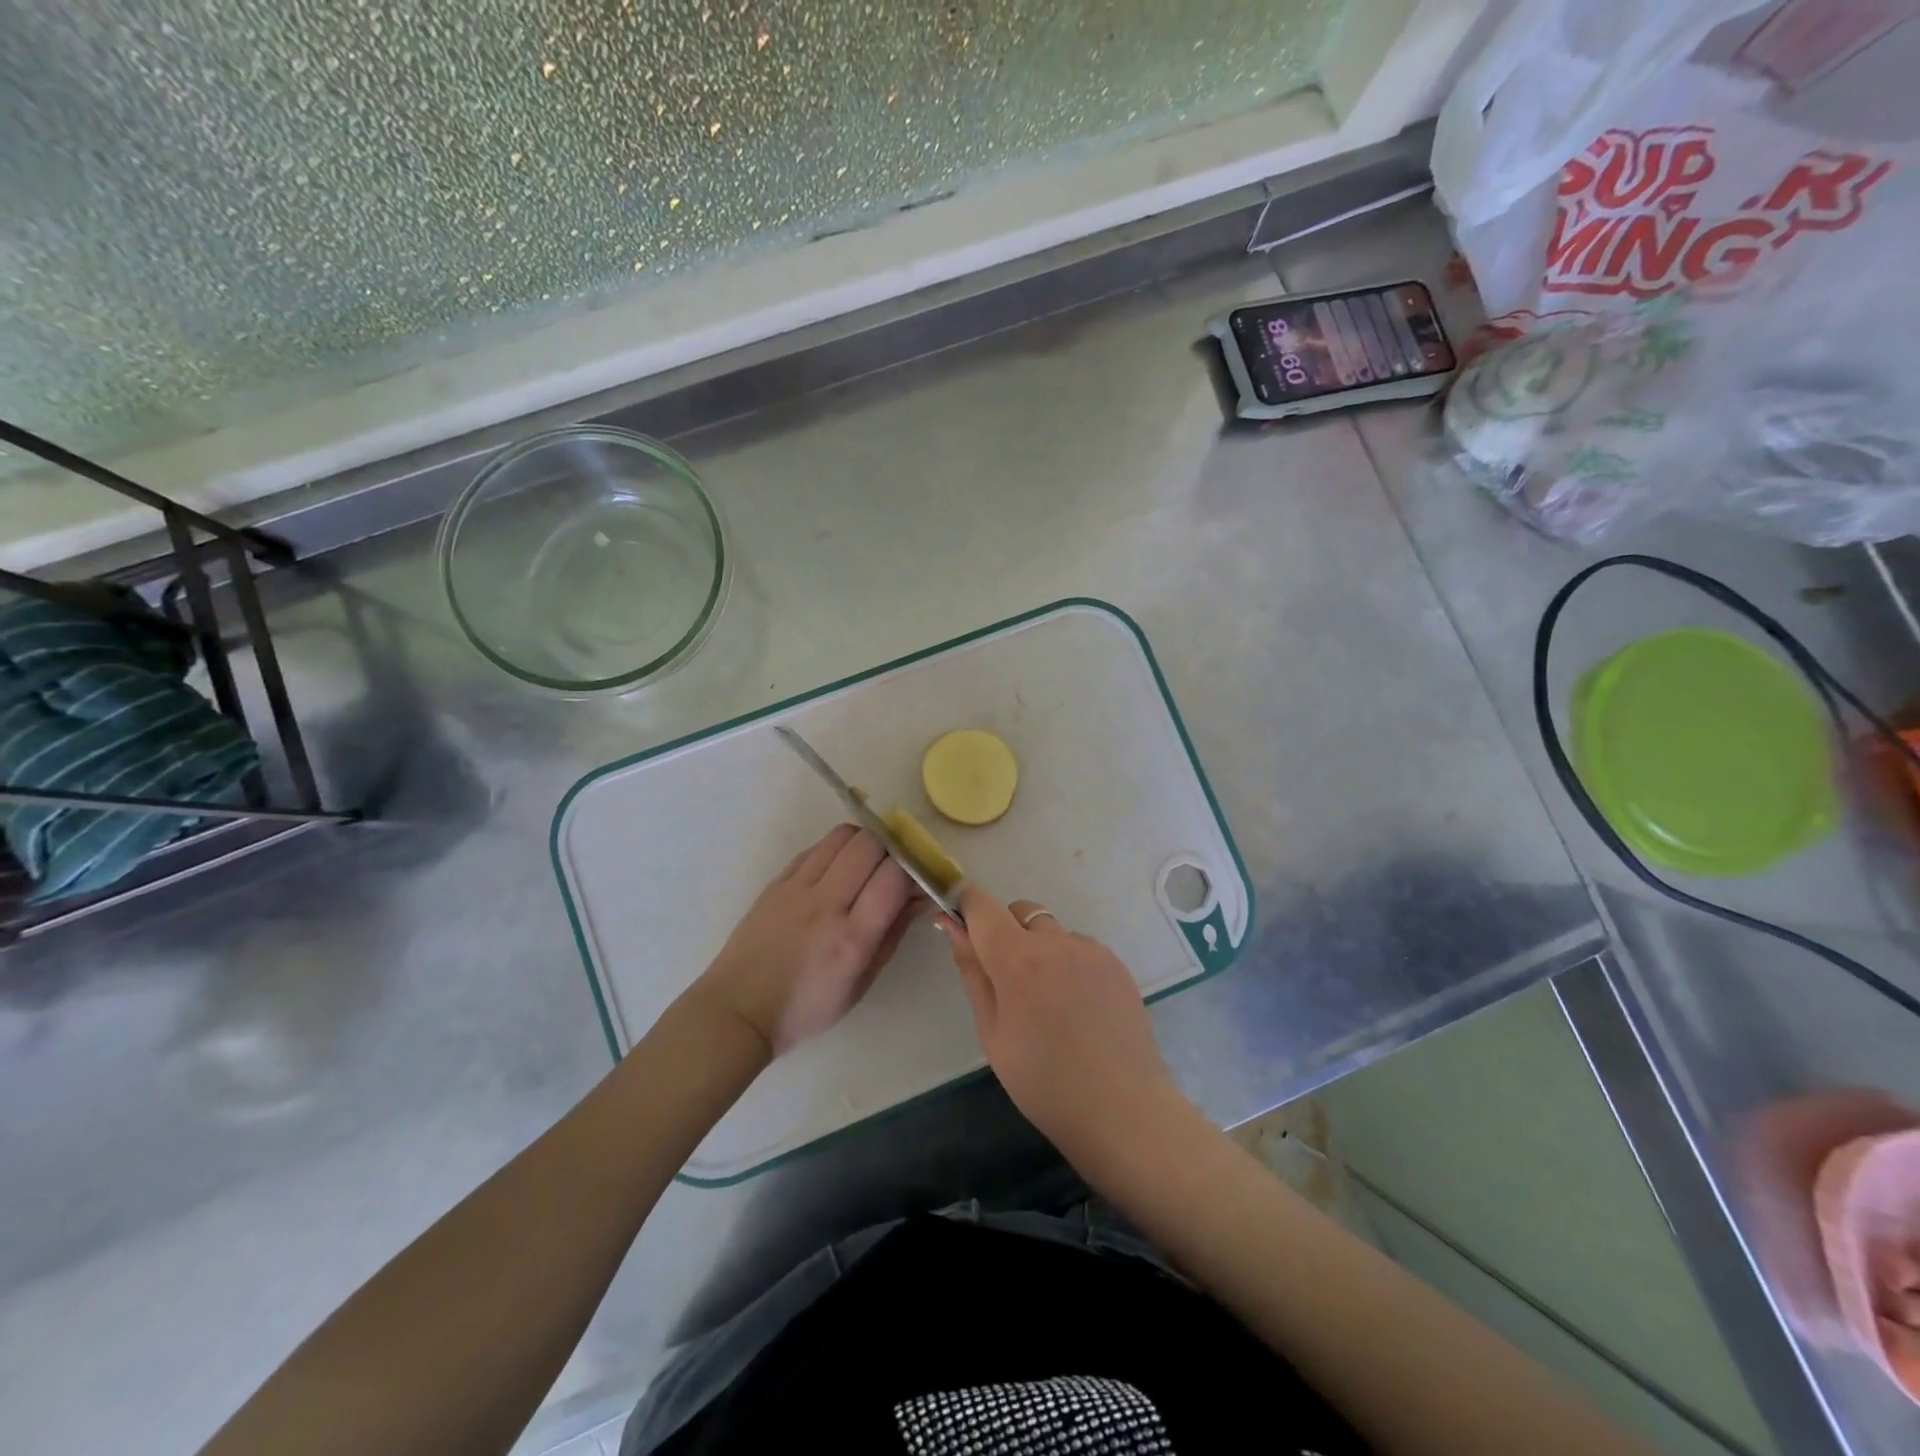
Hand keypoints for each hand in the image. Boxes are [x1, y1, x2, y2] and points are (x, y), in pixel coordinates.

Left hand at [695, 824, 919, 1055]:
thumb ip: (893, 934)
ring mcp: (797, 889)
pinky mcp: (776, 882)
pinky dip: (835, 850)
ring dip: (864, 840)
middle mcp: (825, 905)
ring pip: (842, 836)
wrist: (738, 1010)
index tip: (919, 875)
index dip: (914, 869)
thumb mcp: (861, 983)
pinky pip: (814, 848)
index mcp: (852, 939)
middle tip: (895, 863)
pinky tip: (837, 868)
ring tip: (868, 860)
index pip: (894, 878)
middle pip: (870, 845)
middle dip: (892, 848)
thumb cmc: (806, 1008)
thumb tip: (920, 896)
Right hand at [940, 886, 1184, 1164]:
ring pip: (1052, 931)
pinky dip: (1069, 963)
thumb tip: (951, 925)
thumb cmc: (1043, 1082)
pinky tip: (1078, 1007)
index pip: (982, 905)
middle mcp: (1055, 941)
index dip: (966, 906)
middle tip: (1009, 982)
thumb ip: (972, 971)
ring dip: (1041, 949)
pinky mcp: (1116, 963)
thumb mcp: (992, 1032)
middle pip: (1020, 911)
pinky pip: (1081, 948)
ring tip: (1050, 1003)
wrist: (1122, 1110)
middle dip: (1005, 932)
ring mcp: (1091, 949)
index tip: (961, 926)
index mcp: (1017, 958)